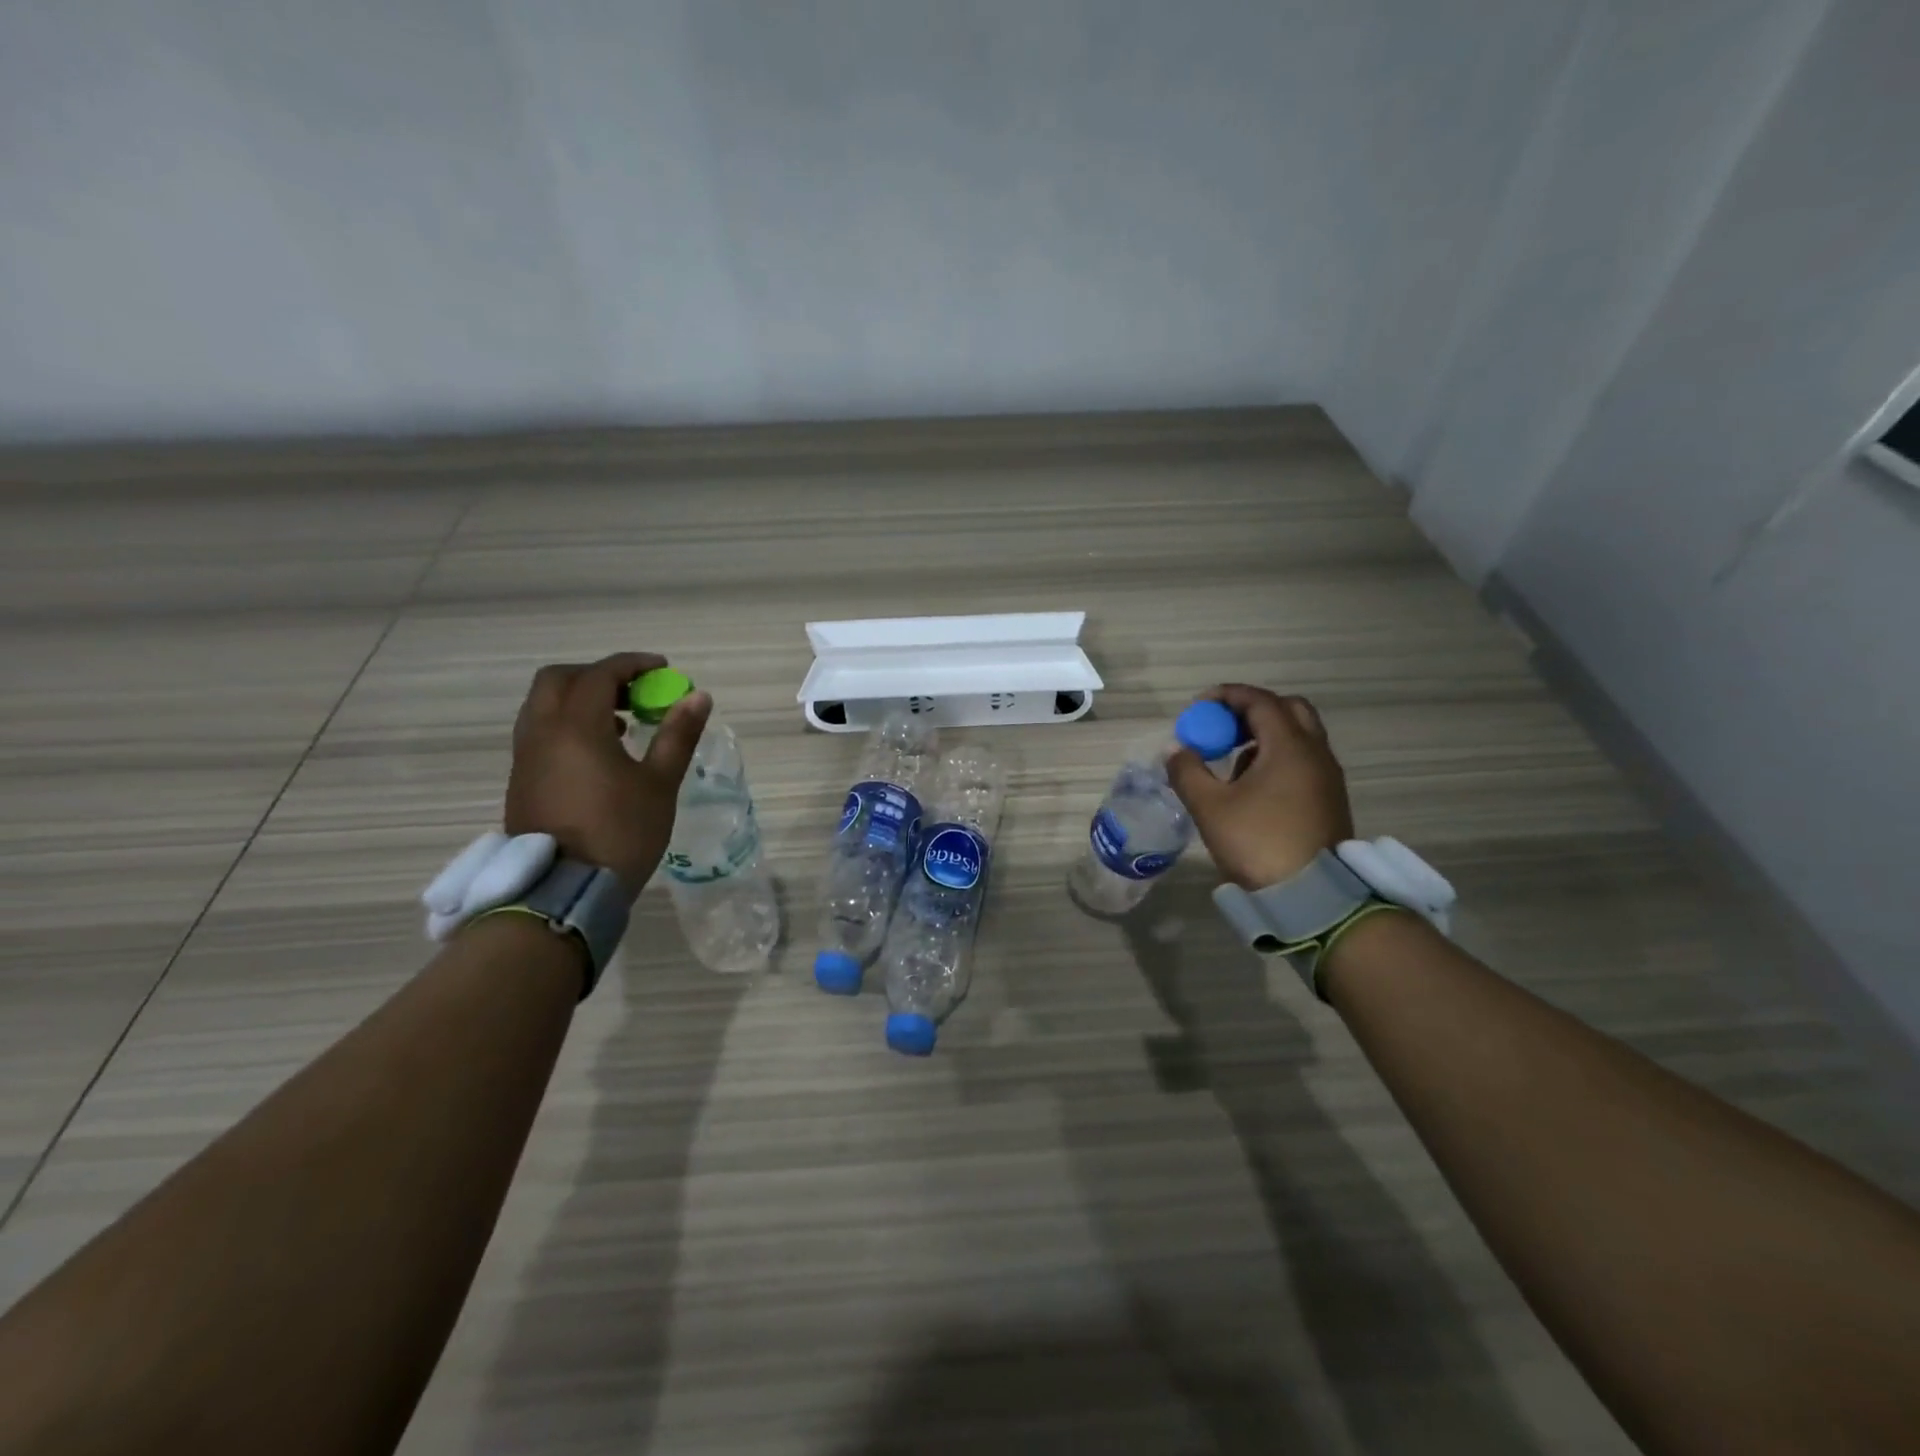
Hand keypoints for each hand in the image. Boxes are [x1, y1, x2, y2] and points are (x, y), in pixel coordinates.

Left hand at [503, 652, 710, 899]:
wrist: (564, 892)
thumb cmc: (620, 832)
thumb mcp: (659, 783)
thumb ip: (678, 735)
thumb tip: (699, 696)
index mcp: (575, 727)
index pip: (599, 675)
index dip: (633, 665)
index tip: (663, 670)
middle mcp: (541, 733)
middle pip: (558, 680)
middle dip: (597, 676)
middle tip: (634, 692)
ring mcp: (525, 758)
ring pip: (544, 707)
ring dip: (580, 700)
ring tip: (621, 723)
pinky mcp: (521, 781)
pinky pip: (540, 733)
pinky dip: (567, 725)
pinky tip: (599, 753)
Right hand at [1166, 683, 1353, 888]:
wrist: (1312, 897)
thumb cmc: (1258, 843)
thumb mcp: (1210, 807)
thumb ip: (1187, 771)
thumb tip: (1176, 749)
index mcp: (1289, 746)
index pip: (1260, 701)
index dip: (1227, 696)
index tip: (1199, 705)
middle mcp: (1315, 753)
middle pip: (1288, 710)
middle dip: (1251, 711)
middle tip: (1222, 728)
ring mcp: (1327, 777)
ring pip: (1298, 736)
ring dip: (1265, 736)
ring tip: (1232, 762)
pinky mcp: (1330, 799)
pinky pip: (1303, 760)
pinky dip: (1277, 757)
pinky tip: (1253, 787)